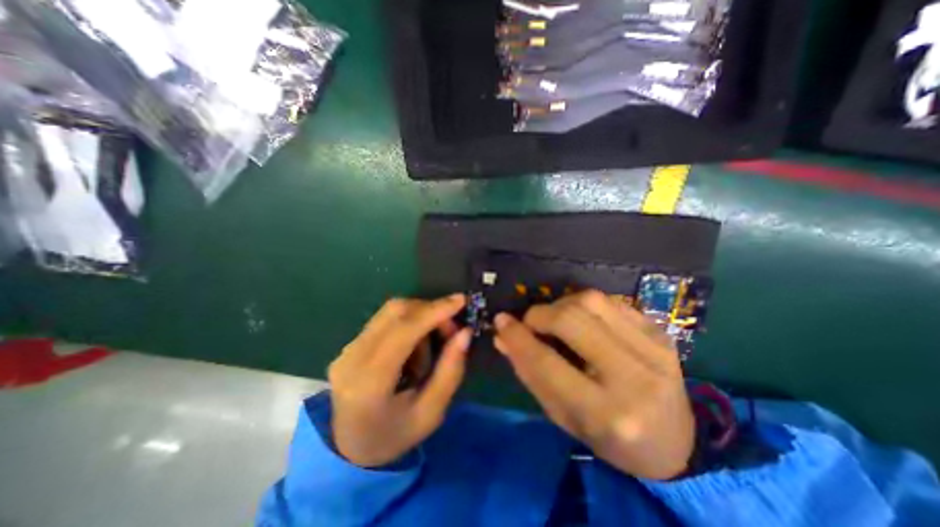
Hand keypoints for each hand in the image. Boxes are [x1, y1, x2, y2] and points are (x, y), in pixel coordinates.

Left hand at [327, 295, 473, 466]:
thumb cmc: (395, 436)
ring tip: (432, 343)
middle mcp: (352, 358)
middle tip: (451, 329)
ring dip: (420, 317)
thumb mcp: (432, 412)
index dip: (434, 311)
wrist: (351, 448)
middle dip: (431, 311)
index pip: (403, 332)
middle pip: (396, 312)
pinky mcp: (350, 344)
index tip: (461, 300)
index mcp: (370, 383)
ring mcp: (347, 349)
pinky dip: (409, 323)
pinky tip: (414, 346)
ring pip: (391, 311)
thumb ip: (450, 370)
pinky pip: (385, 319)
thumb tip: (465, 332)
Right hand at [495, 290, 692, 478]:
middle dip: (540, 315)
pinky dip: (585, 304)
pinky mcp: (660, 331)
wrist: (674, 441)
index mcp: (606, 413)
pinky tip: (582, 320)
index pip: (547, 363)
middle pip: (570, 320)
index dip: (518, 338)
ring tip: (556, 320)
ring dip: (561, 304)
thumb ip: (530, 373)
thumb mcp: (562, 416)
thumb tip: (502, 336)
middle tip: (530, 322)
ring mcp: (654, 348)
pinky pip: (610, 300)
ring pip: (590, 301)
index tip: (500, 321)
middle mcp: (633, 377)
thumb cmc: (609, 437)